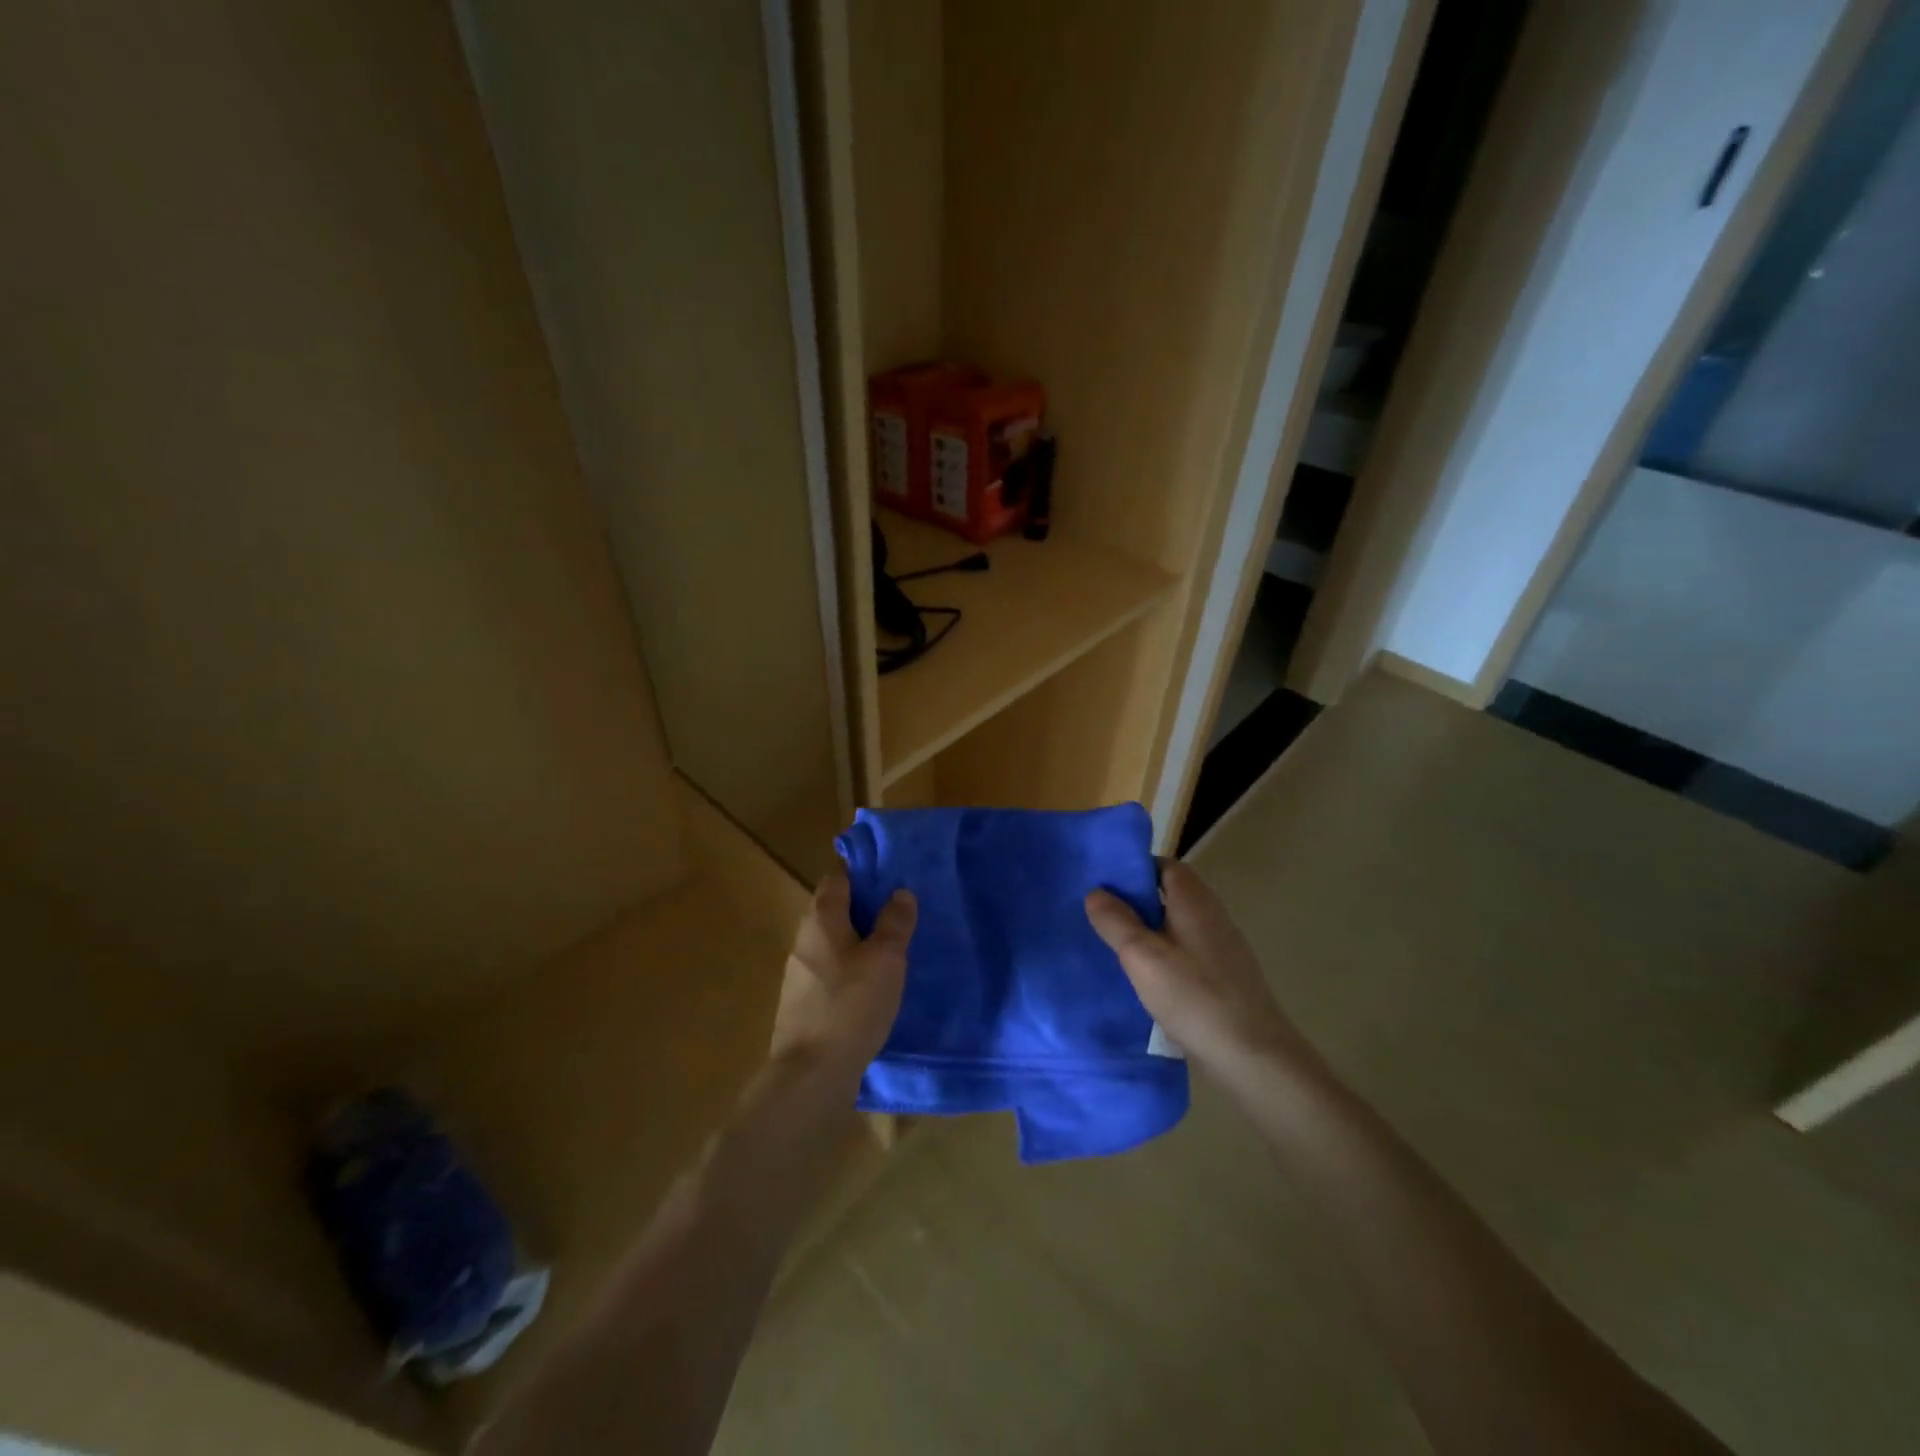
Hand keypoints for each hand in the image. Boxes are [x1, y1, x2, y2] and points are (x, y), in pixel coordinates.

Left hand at [770, 864, 916, 1085]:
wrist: (810, 1073)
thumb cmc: (851, 1005)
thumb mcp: (885, 959)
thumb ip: (894, 922)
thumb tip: (900, 892)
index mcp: (822, 918)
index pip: (837, 876)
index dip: (860, 867)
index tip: (887, 868)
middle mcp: (804, 937)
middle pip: (832, 906)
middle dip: (862, 903)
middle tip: (897, 906)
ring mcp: (799, 971)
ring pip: (831, 939)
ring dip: (856, 936)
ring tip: (890, 943)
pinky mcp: (802, 1001)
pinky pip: (829, 967)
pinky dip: (849, 964)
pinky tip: (870, 981)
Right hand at [1085, 861, 1305, 1076]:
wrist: (1252, 1056)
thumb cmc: (1194, 997)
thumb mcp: (1142, 956)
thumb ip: (1116, 921)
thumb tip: (1096, 892)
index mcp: (1194, 901)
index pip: (1166, 866)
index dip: (1136, 868)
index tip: (1105, 882)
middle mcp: (1212, 915)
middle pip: (1172, 894)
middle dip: (1138, 900)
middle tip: (1101, 914)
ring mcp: (1223, 947)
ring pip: (1178, 924)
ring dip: (1150, 929)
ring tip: (1116, 945)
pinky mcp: (1225, 976)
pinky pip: (1188, 951)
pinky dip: (1165, 954)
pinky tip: (1147, 977)